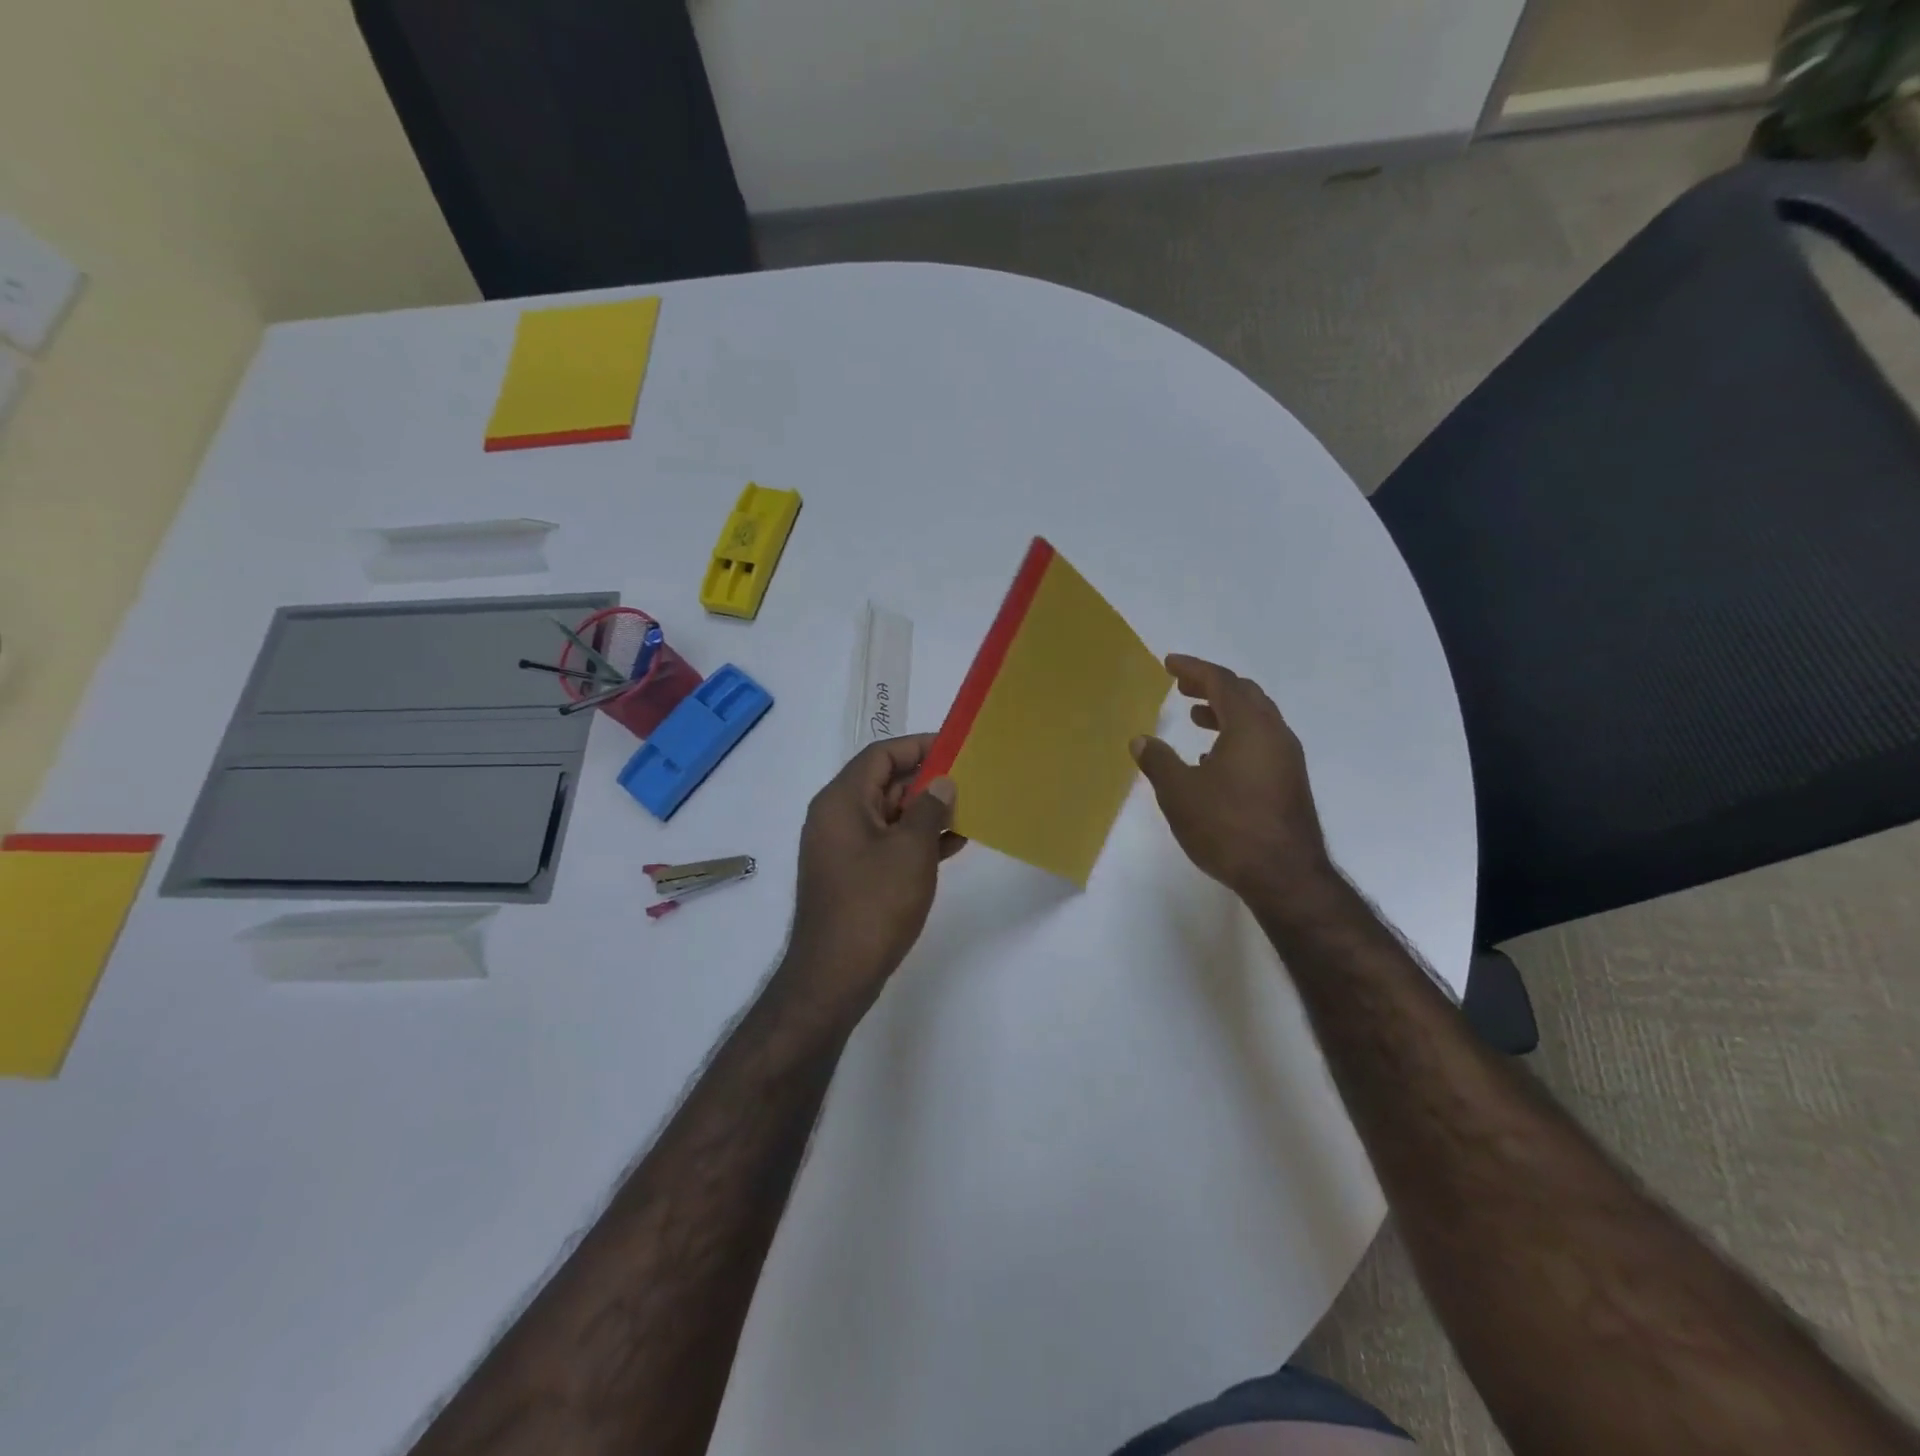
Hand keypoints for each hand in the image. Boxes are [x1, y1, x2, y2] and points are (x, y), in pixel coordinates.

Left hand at [784, 734, 963, 1017]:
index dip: (918, 746)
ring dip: (925, 812)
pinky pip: (886, 843)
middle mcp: (836, 817)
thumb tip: (941, 782)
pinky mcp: (852, 875)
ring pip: (888, 815)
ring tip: (969, 811)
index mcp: (841, 801)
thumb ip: (930, 809)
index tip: (955, 748)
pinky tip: (952, 845)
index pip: (880, 755)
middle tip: (970, 781)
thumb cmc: (873, 904)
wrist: (834, 975)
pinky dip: (915, 840)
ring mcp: (842, 848)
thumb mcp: (911, 850)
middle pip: (883, 783)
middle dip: (926, 781)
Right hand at [1131, 655, 1333, 904]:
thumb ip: (1158, 761)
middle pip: (1244, 694)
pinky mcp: (1289, 782)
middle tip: (1182, 686)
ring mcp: (1287, 758)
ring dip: (1225, 712)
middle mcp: (1274, 734)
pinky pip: (1261, 742)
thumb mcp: (1179, 793)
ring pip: (1256, 719)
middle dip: (1211, 686)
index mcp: (1250, 725)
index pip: (1220, 681)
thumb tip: (1141, 740)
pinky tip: (1213, 759)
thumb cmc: (1227, 826)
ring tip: (1195, 718)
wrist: (1284, 875)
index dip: (1193, 669)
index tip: (1169, 664)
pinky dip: (1236, 736)